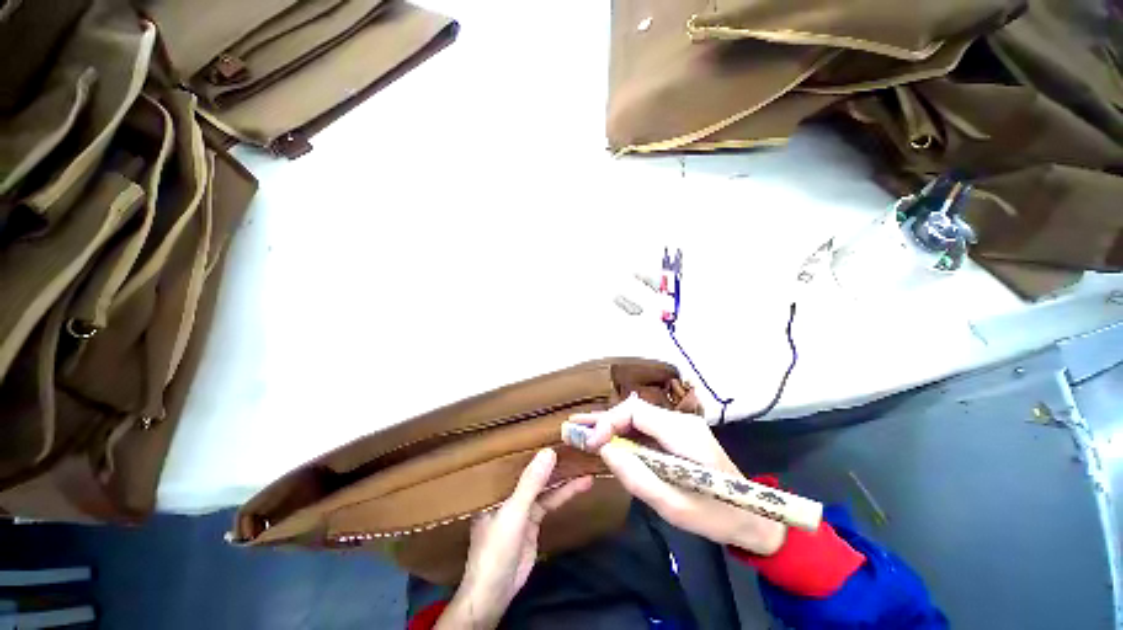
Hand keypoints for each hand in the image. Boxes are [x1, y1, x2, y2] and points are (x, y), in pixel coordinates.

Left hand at [437, 449, 591, 629]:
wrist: (495, 593)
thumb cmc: (496, 548)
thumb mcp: (514, 513)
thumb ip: (531, 484)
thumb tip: (549, 452)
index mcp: (496, 486)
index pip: (515, 459)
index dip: (533, 445)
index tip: (552, 431)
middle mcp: (508, 492)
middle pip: (533, 472)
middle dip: (553, 461)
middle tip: (574, 445)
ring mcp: (522, 507)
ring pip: (545, 487)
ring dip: (563, 478)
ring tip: (584, 463)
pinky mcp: (533, 521)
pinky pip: (550, 502)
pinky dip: (564, 494)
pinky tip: (579, 485)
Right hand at [572, 395, 785, 555]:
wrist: (754, 517)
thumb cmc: (718, 516)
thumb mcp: (674, 506)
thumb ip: (636, 476)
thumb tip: (604, 450)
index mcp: (683, 432)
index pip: (635, 411)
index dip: (608, 422)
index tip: (590, 443)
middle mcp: (680, 420)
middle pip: (633, 410)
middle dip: (602, 420)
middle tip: (573, 426)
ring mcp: (679, 426)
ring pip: (636, 418)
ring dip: (609, 425)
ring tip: (582, 430)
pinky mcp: (677, 435)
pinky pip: (643, 428)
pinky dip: (622, 433)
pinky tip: (605, 438)